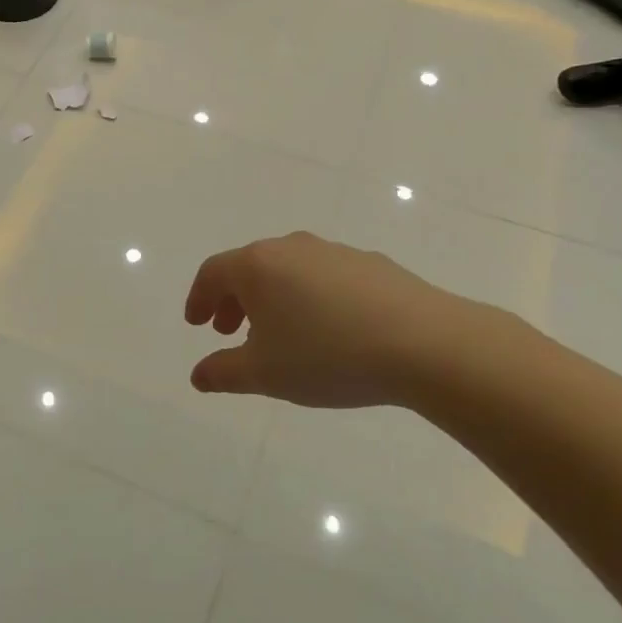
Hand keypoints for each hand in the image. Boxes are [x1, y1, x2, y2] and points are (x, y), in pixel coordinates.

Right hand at [184, 231, 513, 409]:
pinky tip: (328, 329)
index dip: (199, 298)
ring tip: (280, 334)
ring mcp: (333, 252)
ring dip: (272, 298)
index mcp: (258, 266)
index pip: (213, 273)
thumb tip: (198, 374)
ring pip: (288, 270)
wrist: (425, 343)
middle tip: (230, 332)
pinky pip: (323, 276)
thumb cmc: (328, 355)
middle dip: (233, 300)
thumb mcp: (266, 374)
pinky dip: (309, 297)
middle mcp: (291, 248)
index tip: (196, 324)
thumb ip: (223, 373)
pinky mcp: (370, 264)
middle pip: (249, 267)